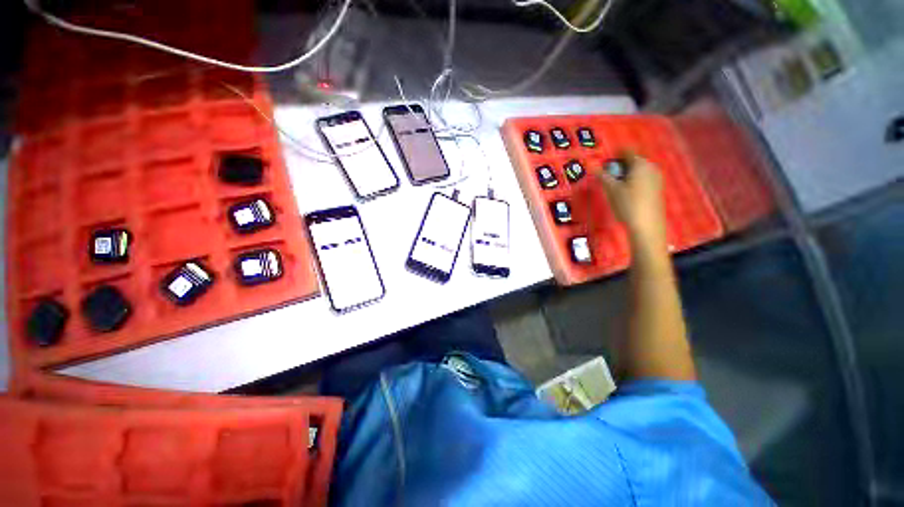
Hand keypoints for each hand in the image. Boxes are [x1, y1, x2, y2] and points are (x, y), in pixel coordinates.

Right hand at [595, 153, 666, 245]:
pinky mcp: (656, 189)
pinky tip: (625, 195)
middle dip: (618, 167)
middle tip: (606, 177)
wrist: (646, 226)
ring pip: (637, 171)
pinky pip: (642, 180)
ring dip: (624, 175)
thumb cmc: (627, 205)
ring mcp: (656, 179)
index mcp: (640, 164)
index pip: (626, 151)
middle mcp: (651, 168)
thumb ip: (602, 176)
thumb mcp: (611, 190)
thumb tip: (592, 165)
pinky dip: (631, 182)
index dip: (613, 155)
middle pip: (632, 161)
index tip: (603, 164)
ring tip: (613, 187)